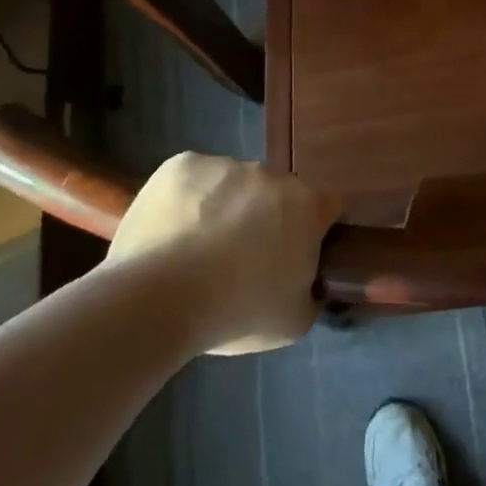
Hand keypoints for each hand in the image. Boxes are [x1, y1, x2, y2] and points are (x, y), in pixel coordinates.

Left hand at [104, 153, 341, 355]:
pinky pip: (194, 179)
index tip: (295, 255)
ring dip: (226, 206)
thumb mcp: (294, 321)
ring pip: (234, 183)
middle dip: (267, 216)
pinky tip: (173, 232)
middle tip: (243, 257)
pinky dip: (188, 199)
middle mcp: (272, 174)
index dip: (314, 230)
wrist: (157, 301)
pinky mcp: (181, 165)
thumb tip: (307, 283)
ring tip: (197, 249)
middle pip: (278, 192)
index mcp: (308, 205)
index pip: (327, 207)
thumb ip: (311, 292)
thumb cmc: (236, 312)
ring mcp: (225, 165)